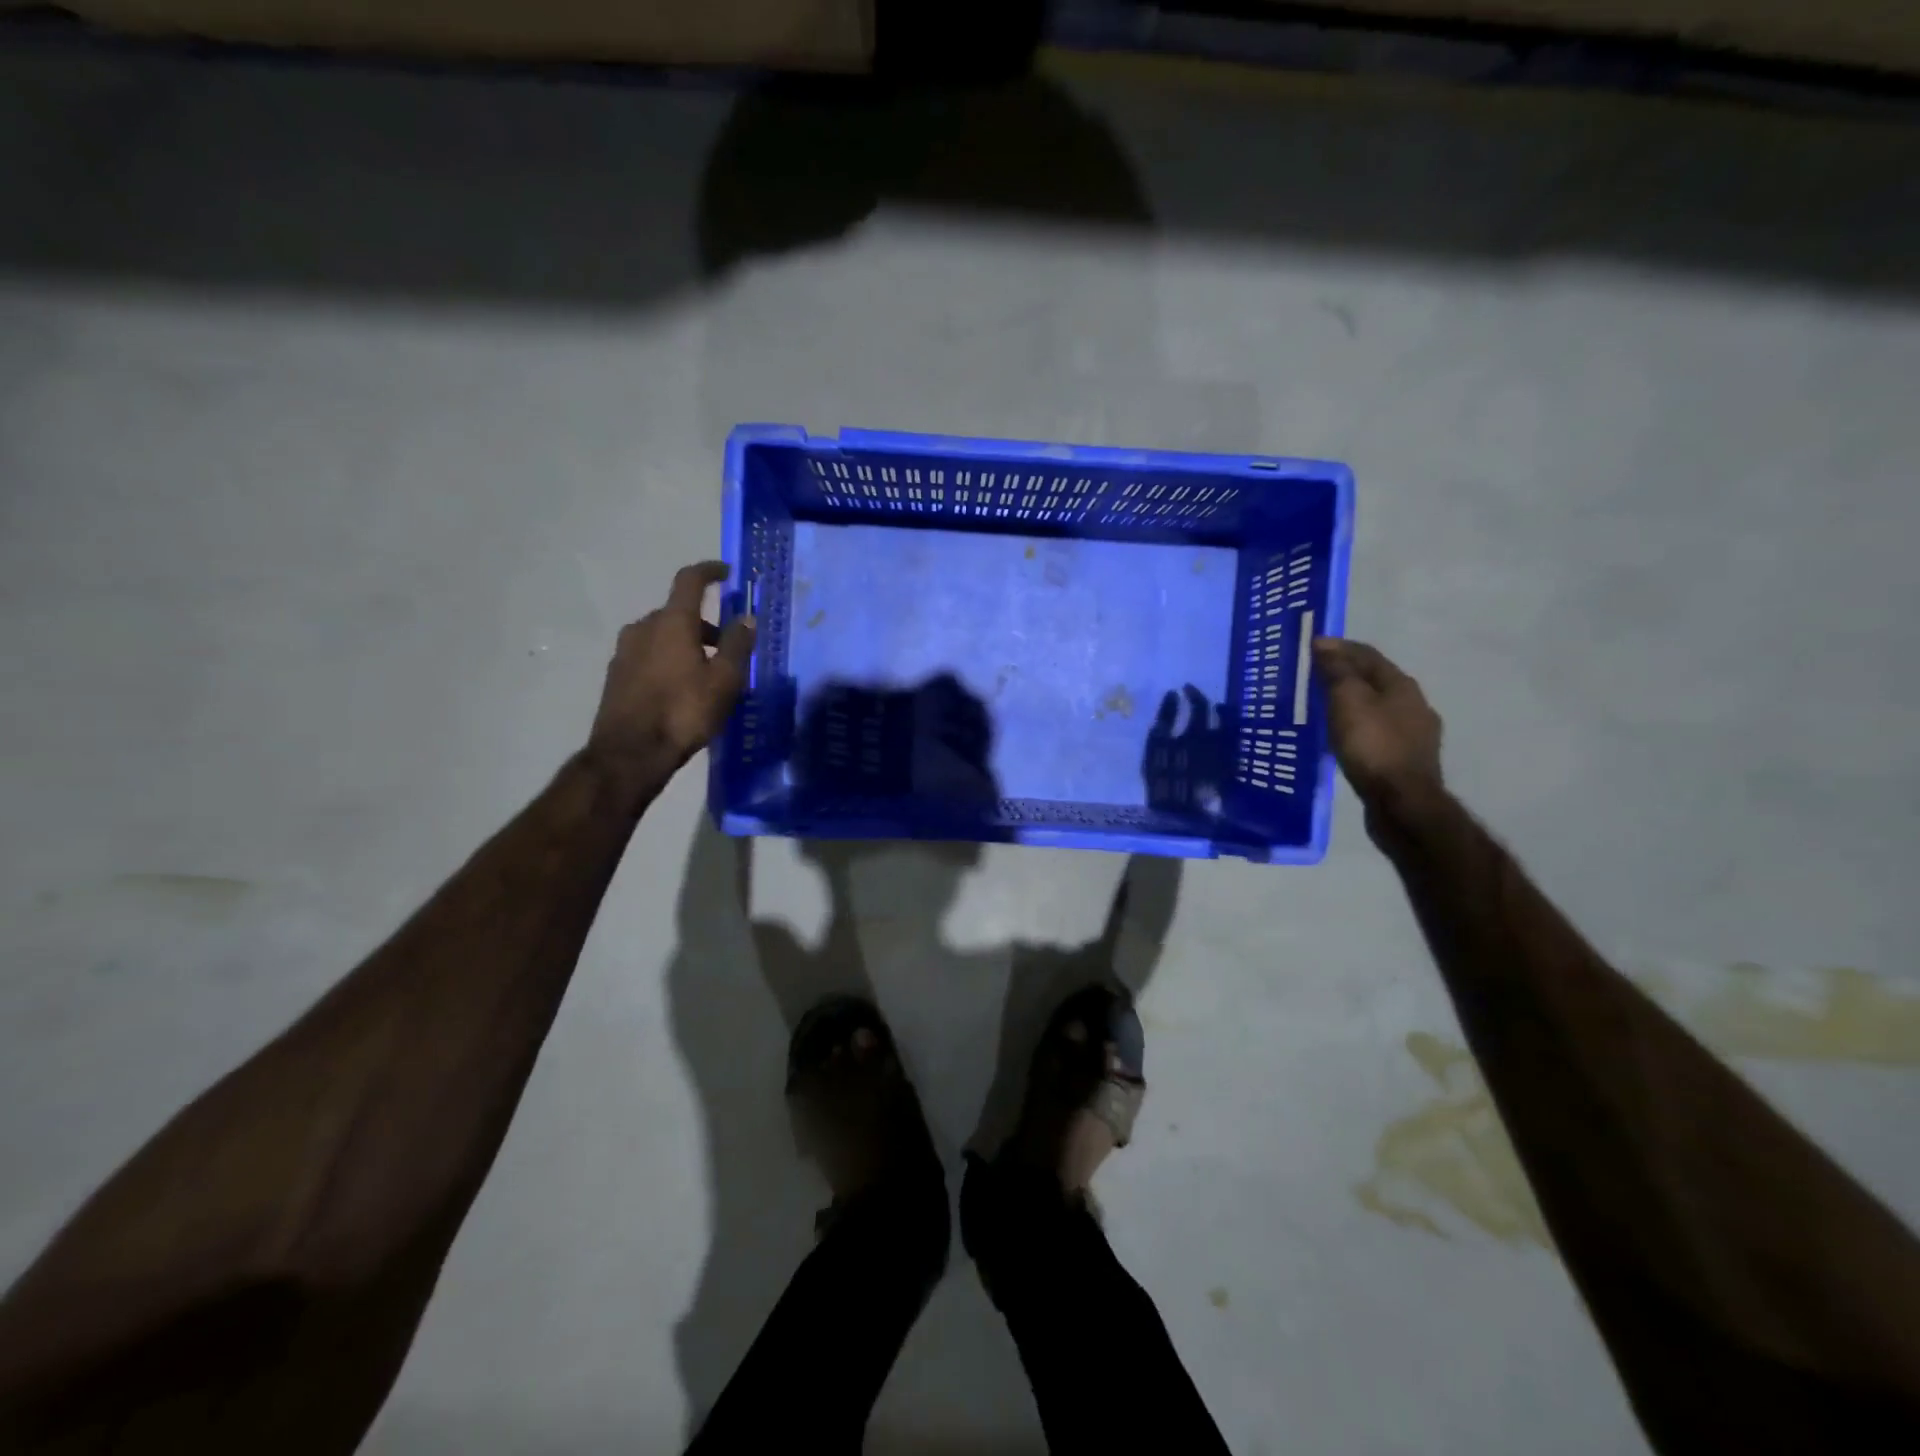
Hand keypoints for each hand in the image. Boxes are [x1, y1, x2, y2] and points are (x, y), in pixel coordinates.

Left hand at [588, 561, 755, 781]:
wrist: (630, 754)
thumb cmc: (684, 712)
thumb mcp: (724, 681)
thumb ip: (737, 645)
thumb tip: (746, 617)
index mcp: (672, 622)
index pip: (690, 580)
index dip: (709, 571)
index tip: (726, 573)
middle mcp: (644, 628)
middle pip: (678, 613)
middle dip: (705, 624)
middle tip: (729, 647)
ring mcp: (625, 651)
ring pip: (663, 636)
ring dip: (687, 644)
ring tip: (708, 674)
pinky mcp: (616, 675)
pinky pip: (650, 655)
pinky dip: (669, 660)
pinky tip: (682, 690)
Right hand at [1312, 637, 1443, 815]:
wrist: (1402, 802)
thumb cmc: (1372, 746)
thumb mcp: (1348, 702)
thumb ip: (1337, 671)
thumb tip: (1324, 643)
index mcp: (1401, 685)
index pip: (1368, 655)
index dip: (1340, 647)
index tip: (1312, 645)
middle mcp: (1414, 704)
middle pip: (1376, 679)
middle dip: (1347, 673)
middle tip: (1315, 675)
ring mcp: (1415, 733)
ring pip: (1379, 706)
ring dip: (1354, 700)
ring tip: (1326, 705)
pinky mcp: (1407, 759)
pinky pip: (1379, 730)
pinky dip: (1359, 724)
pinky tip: (1345, 735)